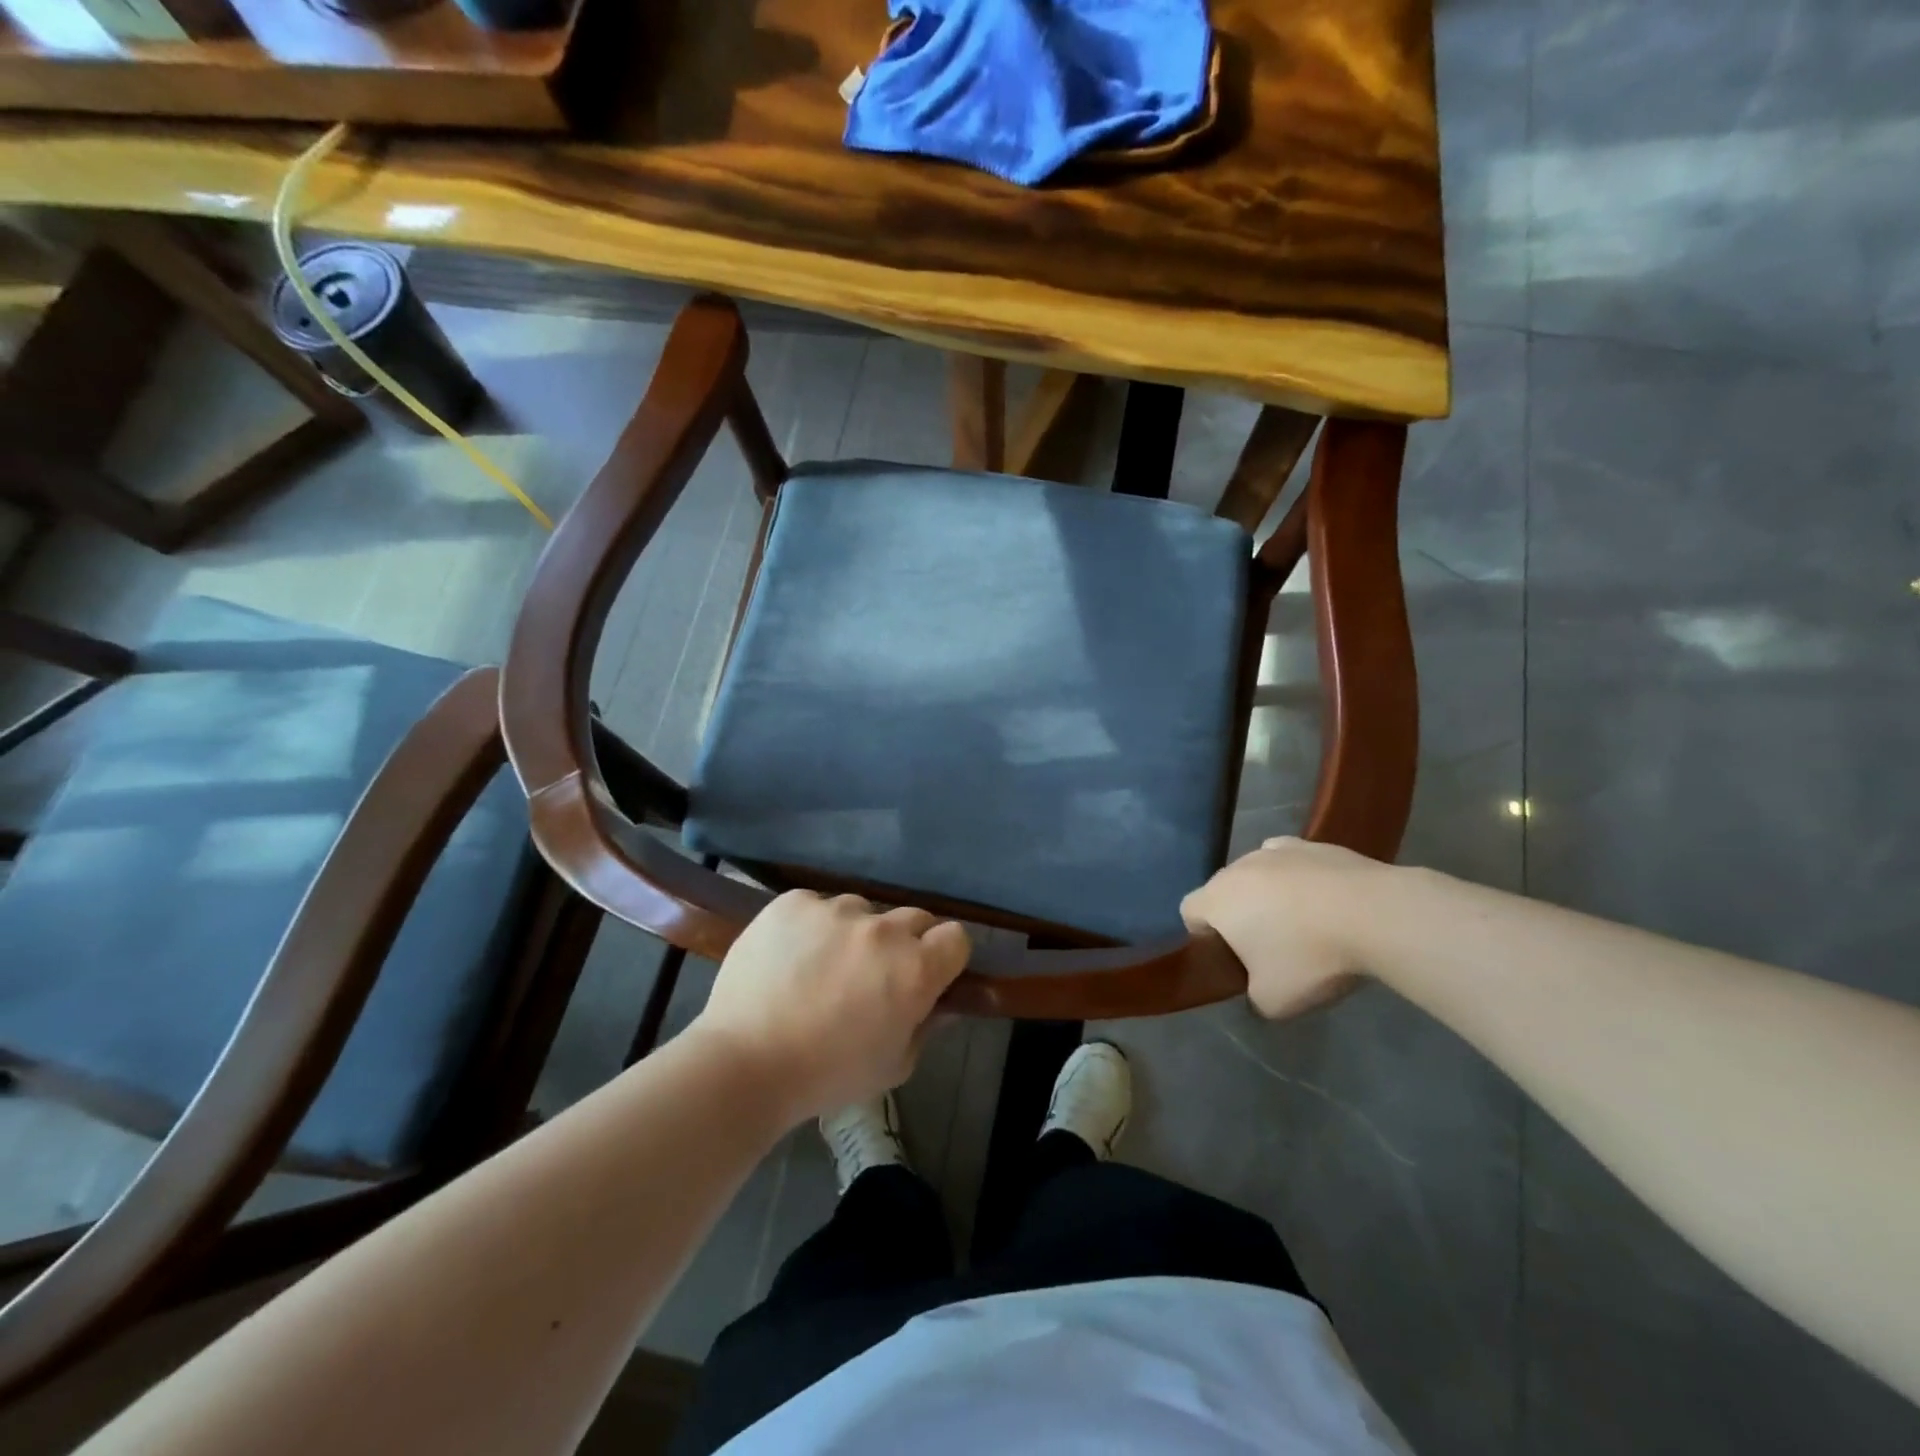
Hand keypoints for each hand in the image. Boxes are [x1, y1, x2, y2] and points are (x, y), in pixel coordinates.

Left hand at [693, 891, 970, 1123]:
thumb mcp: (893, 1065)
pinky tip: (791, 957)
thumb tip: (943, 1004)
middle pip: (914, 918)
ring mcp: (835, 909)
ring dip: (855, 933)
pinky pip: (818, 906)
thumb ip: (926, 1027)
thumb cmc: (827, 1075)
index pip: (956, 937)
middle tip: (876, 975)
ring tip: (823, 967)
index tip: (929, 976)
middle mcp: (882, 929)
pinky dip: (813, 926)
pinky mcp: (794, 902)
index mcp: (915, 969)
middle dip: (905, 943)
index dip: (945, 956)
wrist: (744, 1062)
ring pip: (862, 910)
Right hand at [1181, 837, 1384, 1019]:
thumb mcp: (1273, 1001)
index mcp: (1217, 900)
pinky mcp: (1315, 844)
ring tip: (1303, 924)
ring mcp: (1277, 850)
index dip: (1202, 936)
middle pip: (1224, 890)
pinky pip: (1292, 862)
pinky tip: (1325, 900)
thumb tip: (1258, 988)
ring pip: (1258, 873)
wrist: (1376, 915)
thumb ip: (1252, 996)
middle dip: (1238, 915)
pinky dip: (1300, 878)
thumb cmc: (1310, 957)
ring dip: (1269, 894)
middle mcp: (1238, 867)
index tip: (1230, 958)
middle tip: (1268, 947)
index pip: (1188, 911)